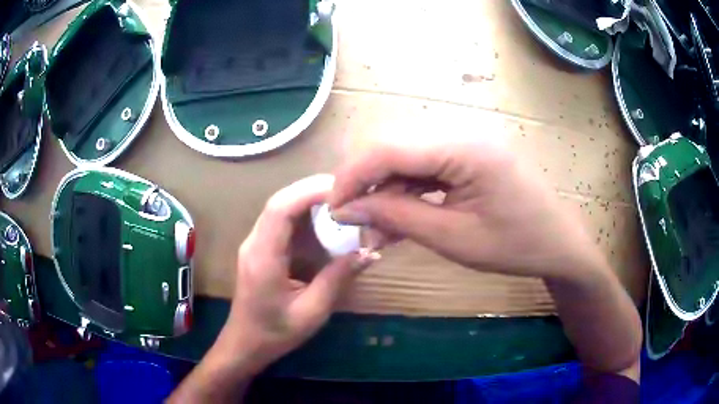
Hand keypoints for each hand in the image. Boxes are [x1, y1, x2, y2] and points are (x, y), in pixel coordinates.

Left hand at [222, 174, 378, 372]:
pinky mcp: (260, 247)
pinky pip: (282, 221)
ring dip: (309, 198)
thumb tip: (369, 252)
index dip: (309, 192)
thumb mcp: (311, 312)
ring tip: (341, 199)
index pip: (280, 209)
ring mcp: (255, 243)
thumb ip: (337, 280)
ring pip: (280, 207)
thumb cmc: (275, 332)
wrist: (246, 342)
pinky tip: (325, 218)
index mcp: (263, 258)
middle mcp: (254, 243)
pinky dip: (304, 213)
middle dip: (312, 189)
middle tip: (348, 190)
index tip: (342, 189)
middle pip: (279, 201)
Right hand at [330, 134, 595, 279]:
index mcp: (463, 148)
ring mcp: (467, 143)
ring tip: (379, 231)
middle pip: (396, 150)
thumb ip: (396, 216)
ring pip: (409, 161)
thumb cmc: (515, 246)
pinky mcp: (470, 156)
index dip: (352, 177)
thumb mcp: (453, 238)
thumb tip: (346, 209)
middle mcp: (462, 133)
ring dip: (388, 193)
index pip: (388, 150)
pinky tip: (402, 219)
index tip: (332, 209)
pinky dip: (410, 193)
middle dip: (368, 186)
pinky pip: (428, 169)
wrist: (560, 245)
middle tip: (356, 223)